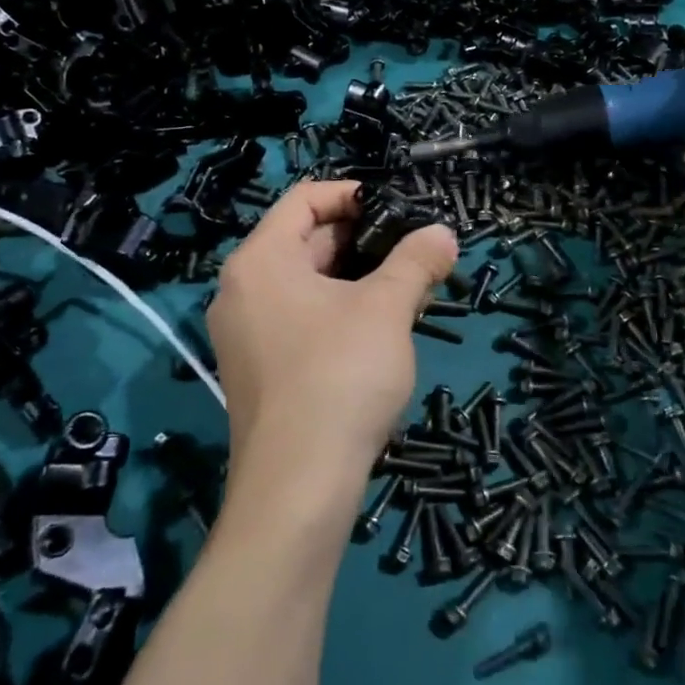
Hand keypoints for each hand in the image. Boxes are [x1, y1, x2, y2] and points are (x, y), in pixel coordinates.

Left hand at [207, 179, 457, 501]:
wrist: (298, 490)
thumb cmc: (339, 377)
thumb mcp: (387, 309)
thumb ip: (416, 261)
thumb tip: (442, 233)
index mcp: (260, 261)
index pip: (304, 199)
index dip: (352, 194)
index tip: (398, 208)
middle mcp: (242, 290)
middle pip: (305, 240)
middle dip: (363, 240)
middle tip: (413, 250)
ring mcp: (246, 334)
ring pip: (307, 283)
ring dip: (357, 278)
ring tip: (408, 287)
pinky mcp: (259, 370)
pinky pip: (301, 319)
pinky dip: (339, 311)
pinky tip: (381, 330)